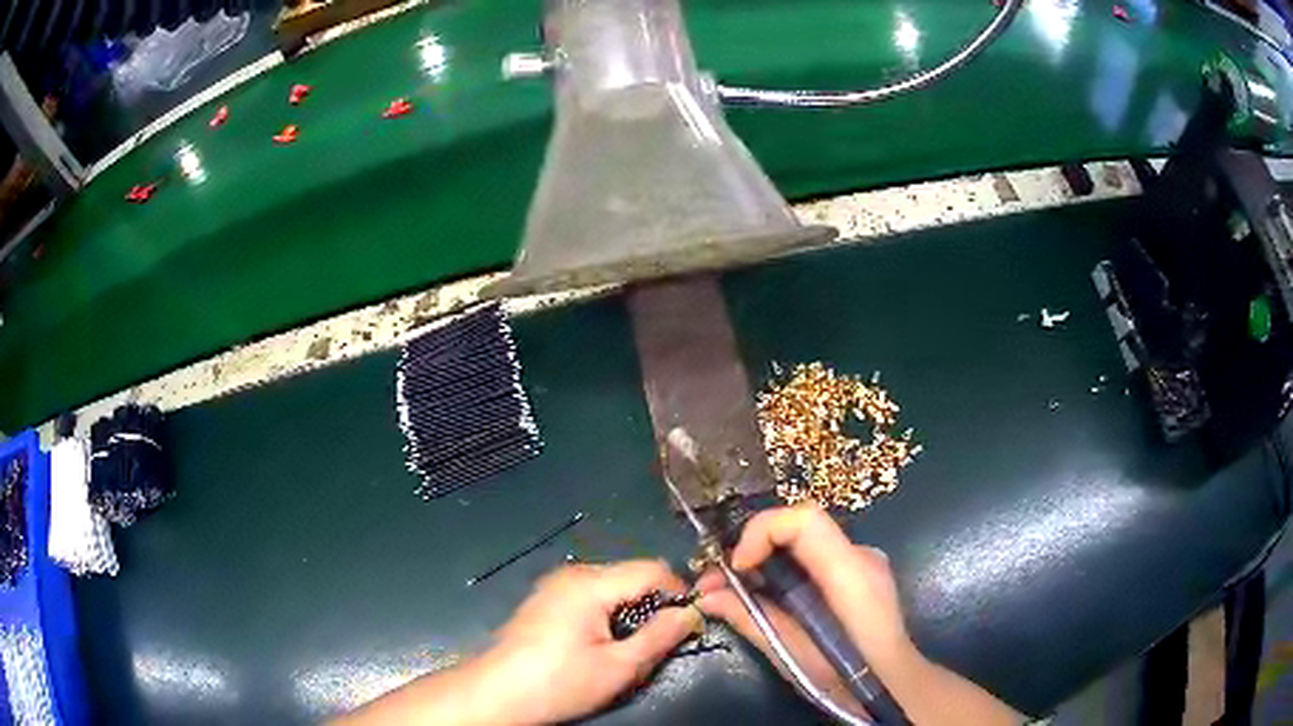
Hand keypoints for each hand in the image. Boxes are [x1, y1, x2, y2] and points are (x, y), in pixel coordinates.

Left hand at [471, 560, 702, 724]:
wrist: (496, 694)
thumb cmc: (559, 682)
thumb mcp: (619, 667)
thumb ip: (659, 637)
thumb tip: (691, 613)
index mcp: (590, 583)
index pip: (652, 569)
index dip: (679, 590)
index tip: (693, 618)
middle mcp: (572, 573)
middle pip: (630, 574)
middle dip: (654, 601)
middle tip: (664, 638)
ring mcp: (554, 585)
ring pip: (611, 584)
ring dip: (630, 608)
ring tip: (633, 644)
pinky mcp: (545, 599)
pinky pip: (589, 594)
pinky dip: (607, 611)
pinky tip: (601, 642)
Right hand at [698, 504, 1020, 725]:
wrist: (892, 686)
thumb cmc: (843, 675)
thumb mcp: (791, 651)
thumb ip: (749, 617)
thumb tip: (705, 597)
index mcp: (849, 571)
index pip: (804, 519)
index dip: (762, 531)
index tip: (737, 568)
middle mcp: (860, 555)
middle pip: (799, 527)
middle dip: (754, 548)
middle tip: (719, 581)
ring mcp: (864, 562)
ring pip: (805, 543)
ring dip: (767, 560)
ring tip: (734, 592)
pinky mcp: (860, 574)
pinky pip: (816, 559)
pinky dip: (786, 571)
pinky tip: (770, 599)